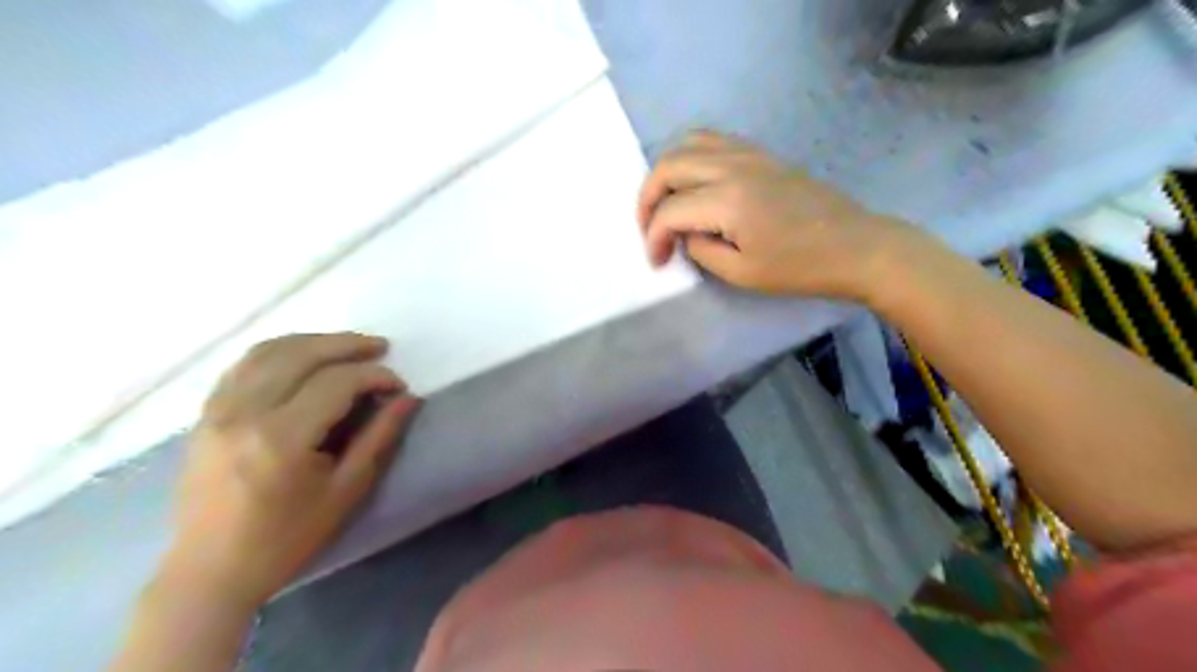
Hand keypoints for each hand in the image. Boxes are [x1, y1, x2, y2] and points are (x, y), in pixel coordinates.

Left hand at [157, 335, 418, 605]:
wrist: (209, 572)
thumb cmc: (287, 538)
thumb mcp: (347, 490)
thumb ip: (380, 437)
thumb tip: (409, 398)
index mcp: (281, 438)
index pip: (337, 383)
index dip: (375, 376)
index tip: (399, 386)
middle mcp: (244, 413)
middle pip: (301, 354)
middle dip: (347, 345)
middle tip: (381, 348)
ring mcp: (217, 410)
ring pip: (268, 351)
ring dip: (313, 341)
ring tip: (347, 346)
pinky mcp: (205, 415)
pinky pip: (244, 365)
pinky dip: (279, 351)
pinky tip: (303, 357)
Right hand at [642, 129, 918, 302]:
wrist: (855, 246)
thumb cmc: (800, 268)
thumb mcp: (742, 274)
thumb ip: (701, 251)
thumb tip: (685, 234)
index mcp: (727, 200)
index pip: (669, 211)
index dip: (653, 238)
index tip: (657, 262)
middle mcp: (732, 165)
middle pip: (669, 165)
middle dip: (647, 198)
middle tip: (648, 229)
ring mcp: (749, 153)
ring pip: (688, 143)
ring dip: (667, 171)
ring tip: (665, 202)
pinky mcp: (762, 153)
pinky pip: (713, 141)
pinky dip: (691, 157)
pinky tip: (694, 184)